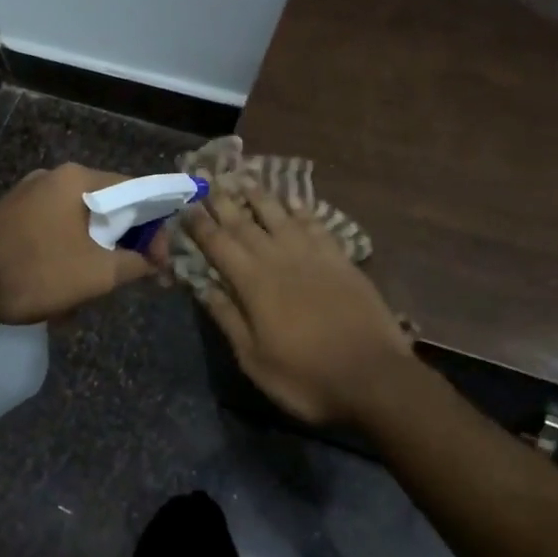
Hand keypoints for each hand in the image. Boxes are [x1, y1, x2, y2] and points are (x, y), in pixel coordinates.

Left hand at [0, 164, 157, 324]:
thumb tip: (154, 262)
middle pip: (108, 209)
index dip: (157, 226)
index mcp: (79, 180)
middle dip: (122, 247)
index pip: (138, 190)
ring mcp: (28, 197)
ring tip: (87, 297)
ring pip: (80, 227)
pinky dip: (65, 260)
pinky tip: (58, 295)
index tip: (160, 261)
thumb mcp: (96, 274)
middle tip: (129, 278)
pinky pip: (53, 235)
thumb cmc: (34, 270)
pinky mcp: (10, 219)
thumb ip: (135, 265)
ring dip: (92, 260)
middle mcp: (54, 179)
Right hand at [182, 184, 414, 424]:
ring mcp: (313, 255)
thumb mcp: (254, 359)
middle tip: (207, 181)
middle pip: (245, 223)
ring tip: (244, 179)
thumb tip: (201, 286)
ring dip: (260, 196)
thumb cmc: (306, 377)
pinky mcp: (340, 259)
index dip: (200, 224)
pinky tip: (293, 200)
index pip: (218, 244)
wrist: (372, 376)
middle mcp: (279, 258)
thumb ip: (227, 318)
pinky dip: (302, 209)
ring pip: (280, 216)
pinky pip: (316, 225)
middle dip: (223, 201)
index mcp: (253, 283)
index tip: (185, 205)